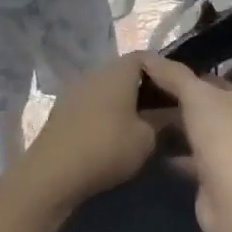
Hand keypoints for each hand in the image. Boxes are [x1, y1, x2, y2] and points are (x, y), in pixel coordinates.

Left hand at [11, 54, 160, 214]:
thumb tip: (174, 114)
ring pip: (108, 90)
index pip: (145, 57)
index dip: (164, 71)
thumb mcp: (146, 139)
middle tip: (167, 111)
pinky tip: (117, 135)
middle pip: (126, 73)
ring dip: (127, 103)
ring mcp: (74, 92)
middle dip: (147, 89)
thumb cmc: (106, 148)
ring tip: (144, 126)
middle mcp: (94, 74)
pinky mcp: (62, 113)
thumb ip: (163, 122)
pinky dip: (109, 114)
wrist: (52, 174)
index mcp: (117, 73)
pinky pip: (93, 105)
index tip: (179, 92)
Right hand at [141, 55, 231, 231]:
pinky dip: (182, 157)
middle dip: (184, 106)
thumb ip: (173, 75)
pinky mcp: (229, 179)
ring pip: (206, 136)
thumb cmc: (225, 136)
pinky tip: (157, 153)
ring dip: (182, 132)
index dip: (191, 79)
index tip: (160, 79)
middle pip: (213, 108)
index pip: (220, 81)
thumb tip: (147, 56)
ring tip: (148, 123)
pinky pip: (200, 161)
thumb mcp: (196, 96)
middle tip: (148, 100)